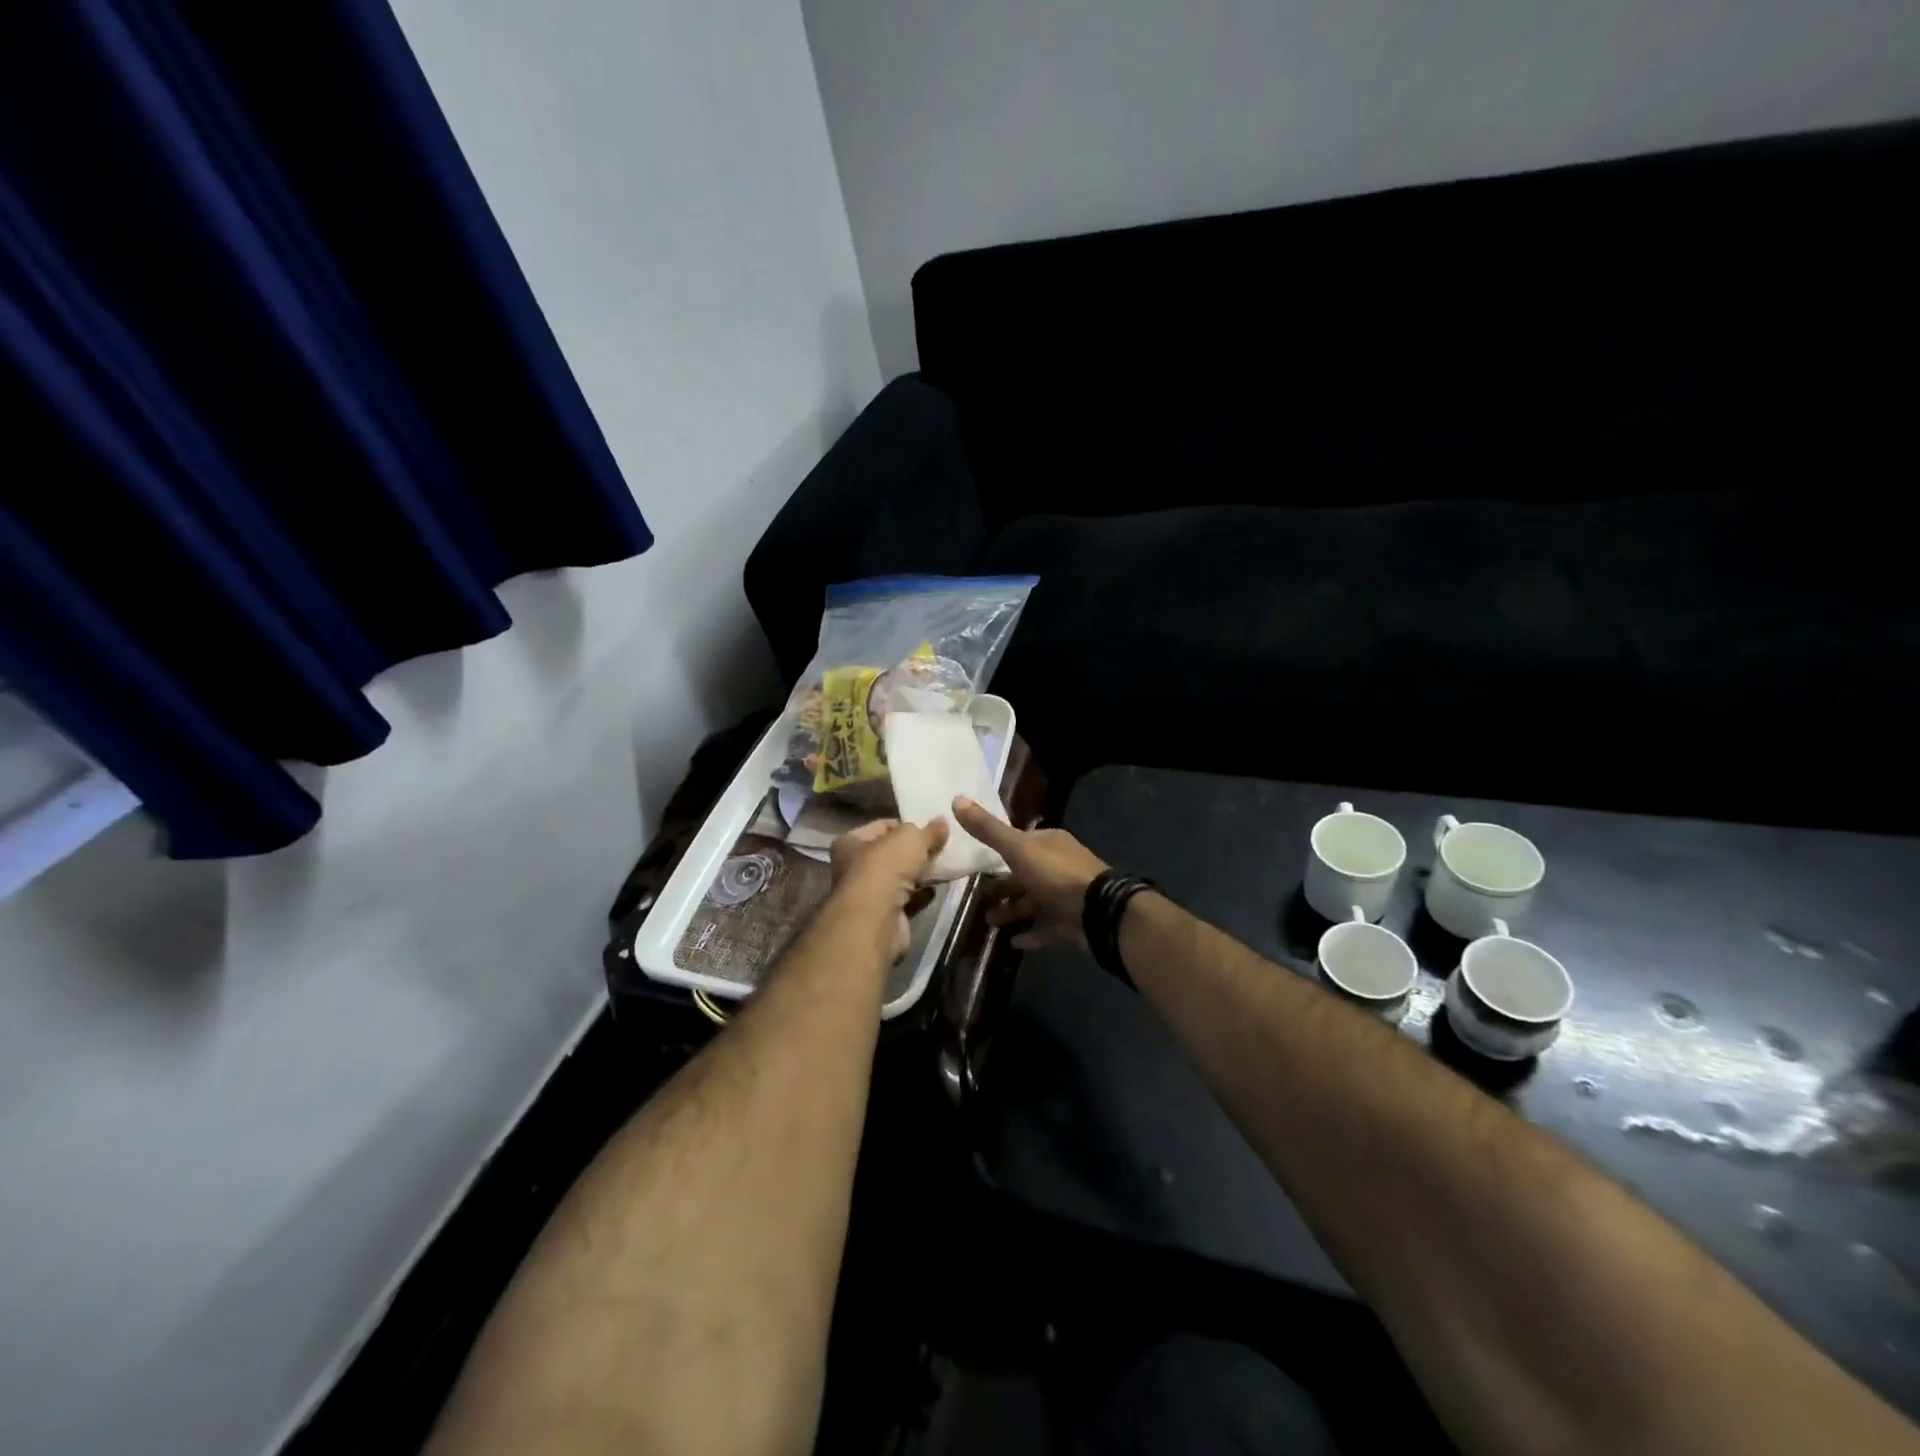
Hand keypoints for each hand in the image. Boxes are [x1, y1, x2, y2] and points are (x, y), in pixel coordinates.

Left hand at [829, 818, 947, 958]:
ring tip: (944, 867)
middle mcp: (854, 867)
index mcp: (850, 842)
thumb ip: (929, 831)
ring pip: (900, 878)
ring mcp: (868, 894)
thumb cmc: (885, 868)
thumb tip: (942, 822)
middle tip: (941, 848)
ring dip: (920, 874)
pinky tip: (936, 889)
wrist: (876, 920)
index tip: (931, 830)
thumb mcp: (911, 838)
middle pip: (892, 854)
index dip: (907, 826)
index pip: (882, 826)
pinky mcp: (883, 916)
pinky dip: (921, 895)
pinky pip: (907, 900)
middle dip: (916, 852)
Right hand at [951, 797, 1108, 950]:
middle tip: (979, 899)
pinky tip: (1012, 942)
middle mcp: (1060, 866)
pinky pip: (1046, 927)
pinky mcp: (1071, 922)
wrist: (1098, 912)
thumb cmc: (1056, 874)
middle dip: (1003, 887)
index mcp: (1050, 843)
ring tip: (989, 923)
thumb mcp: (1017, 848)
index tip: (978, 864)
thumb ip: (988, 829)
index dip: (1001, 851)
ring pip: (1034, 902)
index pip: (1021, 842)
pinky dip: (1030, 934)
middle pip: (1025, 875)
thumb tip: (956, 799)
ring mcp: (1067, 896)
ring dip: (1012, 911)